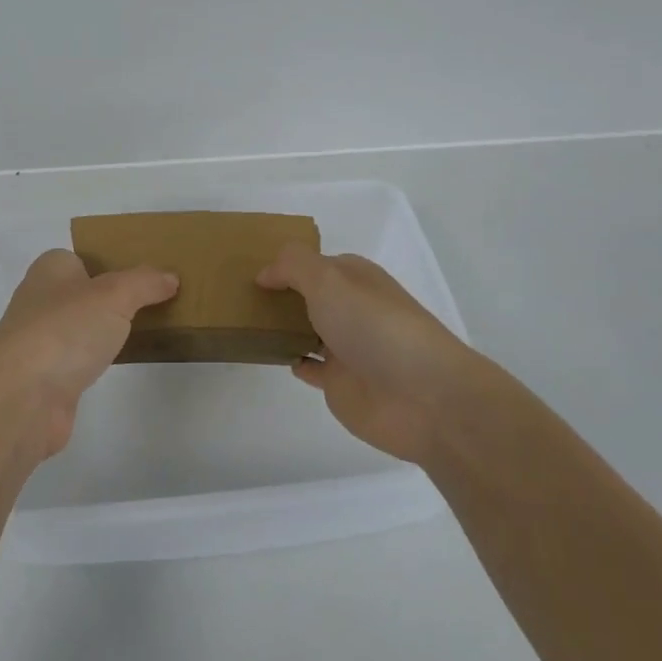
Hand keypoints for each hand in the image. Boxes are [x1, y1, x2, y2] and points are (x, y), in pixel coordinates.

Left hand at [0, 249, 176, 460]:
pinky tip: (126, 361)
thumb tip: (170, 277)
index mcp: (50, 269)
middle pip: (86, 292)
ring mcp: (42, 341)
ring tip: (152, 329)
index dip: (113, 261)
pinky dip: (102, 359)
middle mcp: (41, 300)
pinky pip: (83, 358)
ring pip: (85, 326)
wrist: (22, 399)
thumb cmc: (64, 330)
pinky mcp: (48, 377)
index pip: (83, 256)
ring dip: (110, 330)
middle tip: (158, 300)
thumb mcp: (114, 294)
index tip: (149, 273)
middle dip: (117, 297)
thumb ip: (144, 282)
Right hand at [257, 245, 480, 467]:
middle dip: (283, 293)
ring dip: (285, 326)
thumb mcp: (329, 279)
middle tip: (239, 294)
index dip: (286, 264)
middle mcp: (353, 309)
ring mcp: (348, 348)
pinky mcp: (343, 384)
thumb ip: (293, 267)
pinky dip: (295, 359)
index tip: (248, 268)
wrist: (423, 397)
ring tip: (246, 321)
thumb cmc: (375, 326)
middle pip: (312, 296)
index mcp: (356, 278)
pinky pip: (312, 367)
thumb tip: (265, 273)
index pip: (316, 263)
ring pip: (309, 329)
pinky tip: (273, 355)